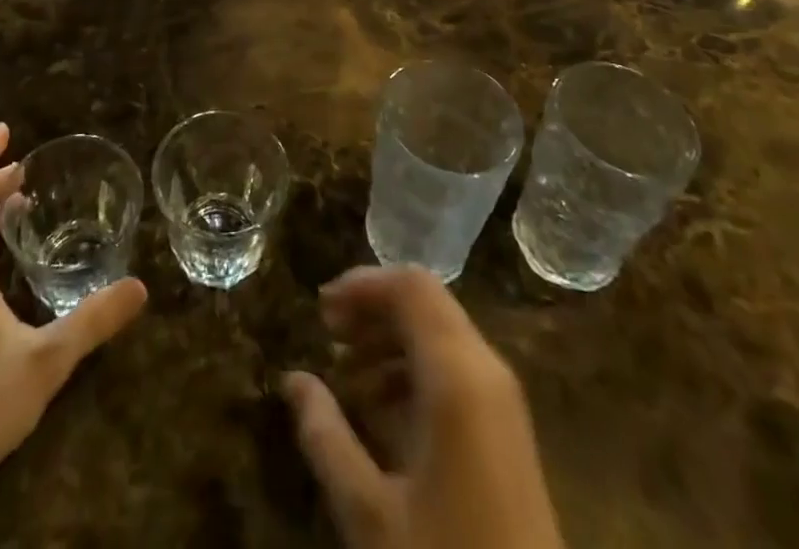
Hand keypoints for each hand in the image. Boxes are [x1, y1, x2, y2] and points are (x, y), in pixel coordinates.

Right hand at [282, 267, 564, 548]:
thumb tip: (292, 379)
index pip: (410, 287)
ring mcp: (503, 399)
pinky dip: (415, 366)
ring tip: (347, 372)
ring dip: (391, 338)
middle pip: (426, 302)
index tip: (320, 309)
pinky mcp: (507, 429)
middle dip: (373, 308)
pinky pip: (457, 366)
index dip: (363, 284)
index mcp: (457, 375)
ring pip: (442, 332)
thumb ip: (326, 436)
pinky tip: (383, 408)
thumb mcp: (370, 514)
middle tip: (327, 334)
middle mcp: (486, 369)